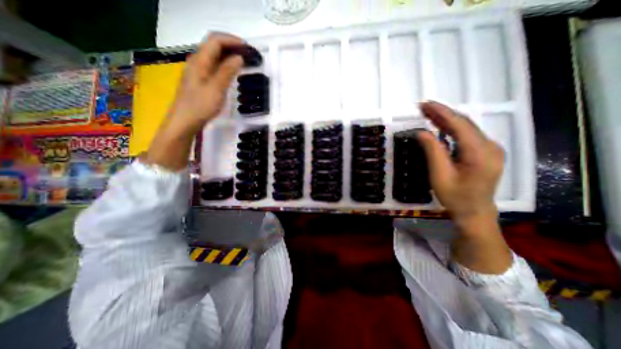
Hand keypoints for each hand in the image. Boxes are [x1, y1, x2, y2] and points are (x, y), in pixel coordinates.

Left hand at [145, 33, 243, 169]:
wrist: (184, 121)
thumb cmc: (200, 106)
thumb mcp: (216, 89)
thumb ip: (227, 72)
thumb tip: (239, 57)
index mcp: (199, 61)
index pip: (215, 41)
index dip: (232, 40)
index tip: (248, 48)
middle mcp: (197, 62)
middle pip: (214, 45)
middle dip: (231, 46)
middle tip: (248, 55)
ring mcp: (198, 71)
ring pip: (214, 56)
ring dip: (229, 55)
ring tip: (243, 62)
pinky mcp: (200, 80)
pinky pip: (214, 66)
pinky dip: (225, 65)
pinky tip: (232, 73)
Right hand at [416, 101, 508, 275]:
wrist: (474, 212)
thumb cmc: (455, 196)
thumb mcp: (439, 175)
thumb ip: (432, 151)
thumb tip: (421, 132)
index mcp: (480, 152)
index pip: (459, 125)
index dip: (441, 112)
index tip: (425, 104)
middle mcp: (490, 146)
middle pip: (464, 123)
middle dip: (442, 113)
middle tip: (422, 107)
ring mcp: (490, 149)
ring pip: (466, 128)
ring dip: (446, 119)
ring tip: (427, 114)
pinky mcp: (486, 152)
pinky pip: (467, 135)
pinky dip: (452, 129)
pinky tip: (440, 126)